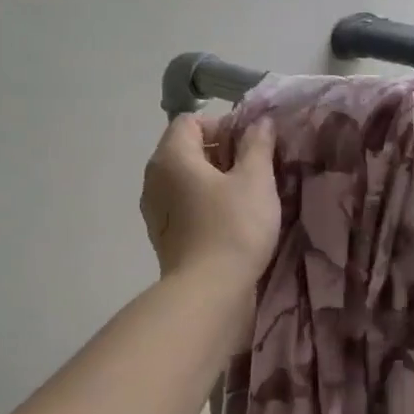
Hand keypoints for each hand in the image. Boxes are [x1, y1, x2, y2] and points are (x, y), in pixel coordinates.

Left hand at [140, 115, 279, 282]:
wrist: (209, 292)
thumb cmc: (234, 227)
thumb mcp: (256, 180)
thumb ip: (258, 145)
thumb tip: (260, 122)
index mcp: (171, 157)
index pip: (191, 121)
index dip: (223, 125)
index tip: (251, 146)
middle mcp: (154, 178)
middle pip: (187, 150)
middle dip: (222, 153)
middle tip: (256, 170)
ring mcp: (155, 210)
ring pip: (186, 180)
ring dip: (215, 181)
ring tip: (247, 197)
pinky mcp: (164, 236)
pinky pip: (185, 206)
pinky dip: (205, 204)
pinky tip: (231, 221)